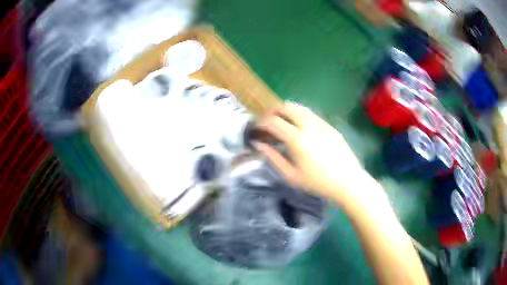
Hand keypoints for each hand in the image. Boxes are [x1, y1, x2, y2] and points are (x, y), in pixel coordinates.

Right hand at [253, 102, 375, 206]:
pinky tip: (300, 130)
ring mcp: (321, 122)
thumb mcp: (291, 175)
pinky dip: (299, 116)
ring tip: (282, 125)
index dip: (260, 123)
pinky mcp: (329, 125)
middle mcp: (309, 125)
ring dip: (286, 112)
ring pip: (299, 107)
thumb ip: (272, 157)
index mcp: (297, 139)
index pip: (272, 121)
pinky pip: (310, 114)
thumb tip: (258, 144)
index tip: (256, 129)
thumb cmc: (317, 182)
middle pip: (286, 106)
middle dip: (272, 112)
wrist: (347, 181)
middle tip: (267, 124)